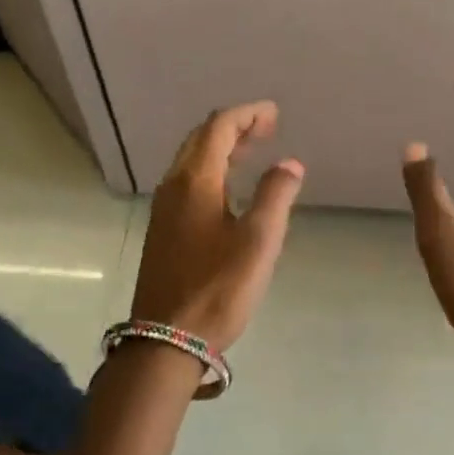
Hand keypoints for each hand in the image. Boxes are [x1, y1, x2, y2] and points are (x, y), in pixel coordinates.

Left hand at [129, 102, 304, 352]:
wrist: (166, 340)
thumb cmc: (218, 288)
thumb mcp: (259, 241)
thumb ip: (275, 196)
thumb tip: (289, 164)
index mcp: (195, 181)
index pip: (219, 127)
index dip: (247, 114)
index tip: (274, 114)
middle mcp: (174, 186)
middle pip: (201, 138)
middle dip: (234, 126)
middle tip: (268, 128)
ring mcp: (164, 208)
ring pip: (192, 160)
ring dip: (221, 147)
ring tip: (253, 150)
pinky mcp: (164, 229)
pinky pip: (188, 180)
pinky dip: (212, 168)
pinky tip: (230, 189)